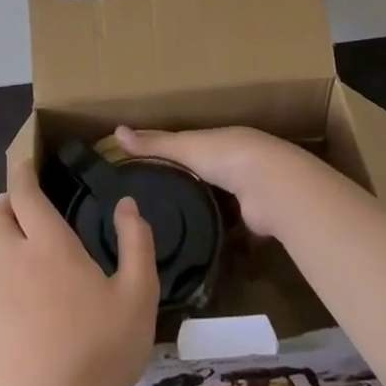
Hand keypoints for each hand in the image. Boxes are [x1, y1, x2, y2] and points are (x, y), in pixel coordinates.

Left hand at [0, 152, 158, 385]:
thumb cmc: (105, 346)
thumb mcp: (139, 291)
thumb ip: (135, 240)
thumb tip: (126, 204)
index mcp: (50, 245)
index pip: (25, 194)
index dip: (22, 175)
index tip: (23, 166)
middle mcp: (13, 262)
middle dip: (5, 208)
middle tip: (19, 212)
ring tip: (8, 257)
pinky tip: (11, 314)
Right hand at [113, 125, 312, 236]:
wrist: (270, 185)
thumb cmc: (225, 156)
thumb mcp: (184, 147)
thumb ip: (154, 144)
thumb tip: (116, 131)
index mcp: (219, 142)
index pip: (189, 148)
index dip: (170, 157)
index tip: (146, 173)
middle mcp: (234, 166)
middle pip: (205, 178)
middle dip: (188, 190)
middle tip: (154, 211)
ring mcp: (246, 195)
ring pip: (220, 206)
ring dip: (204, 216)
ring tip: (171, 235)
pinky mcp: (254, 223)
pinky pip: (233, 233)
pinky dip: (221, 241)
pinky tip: (198, 253)